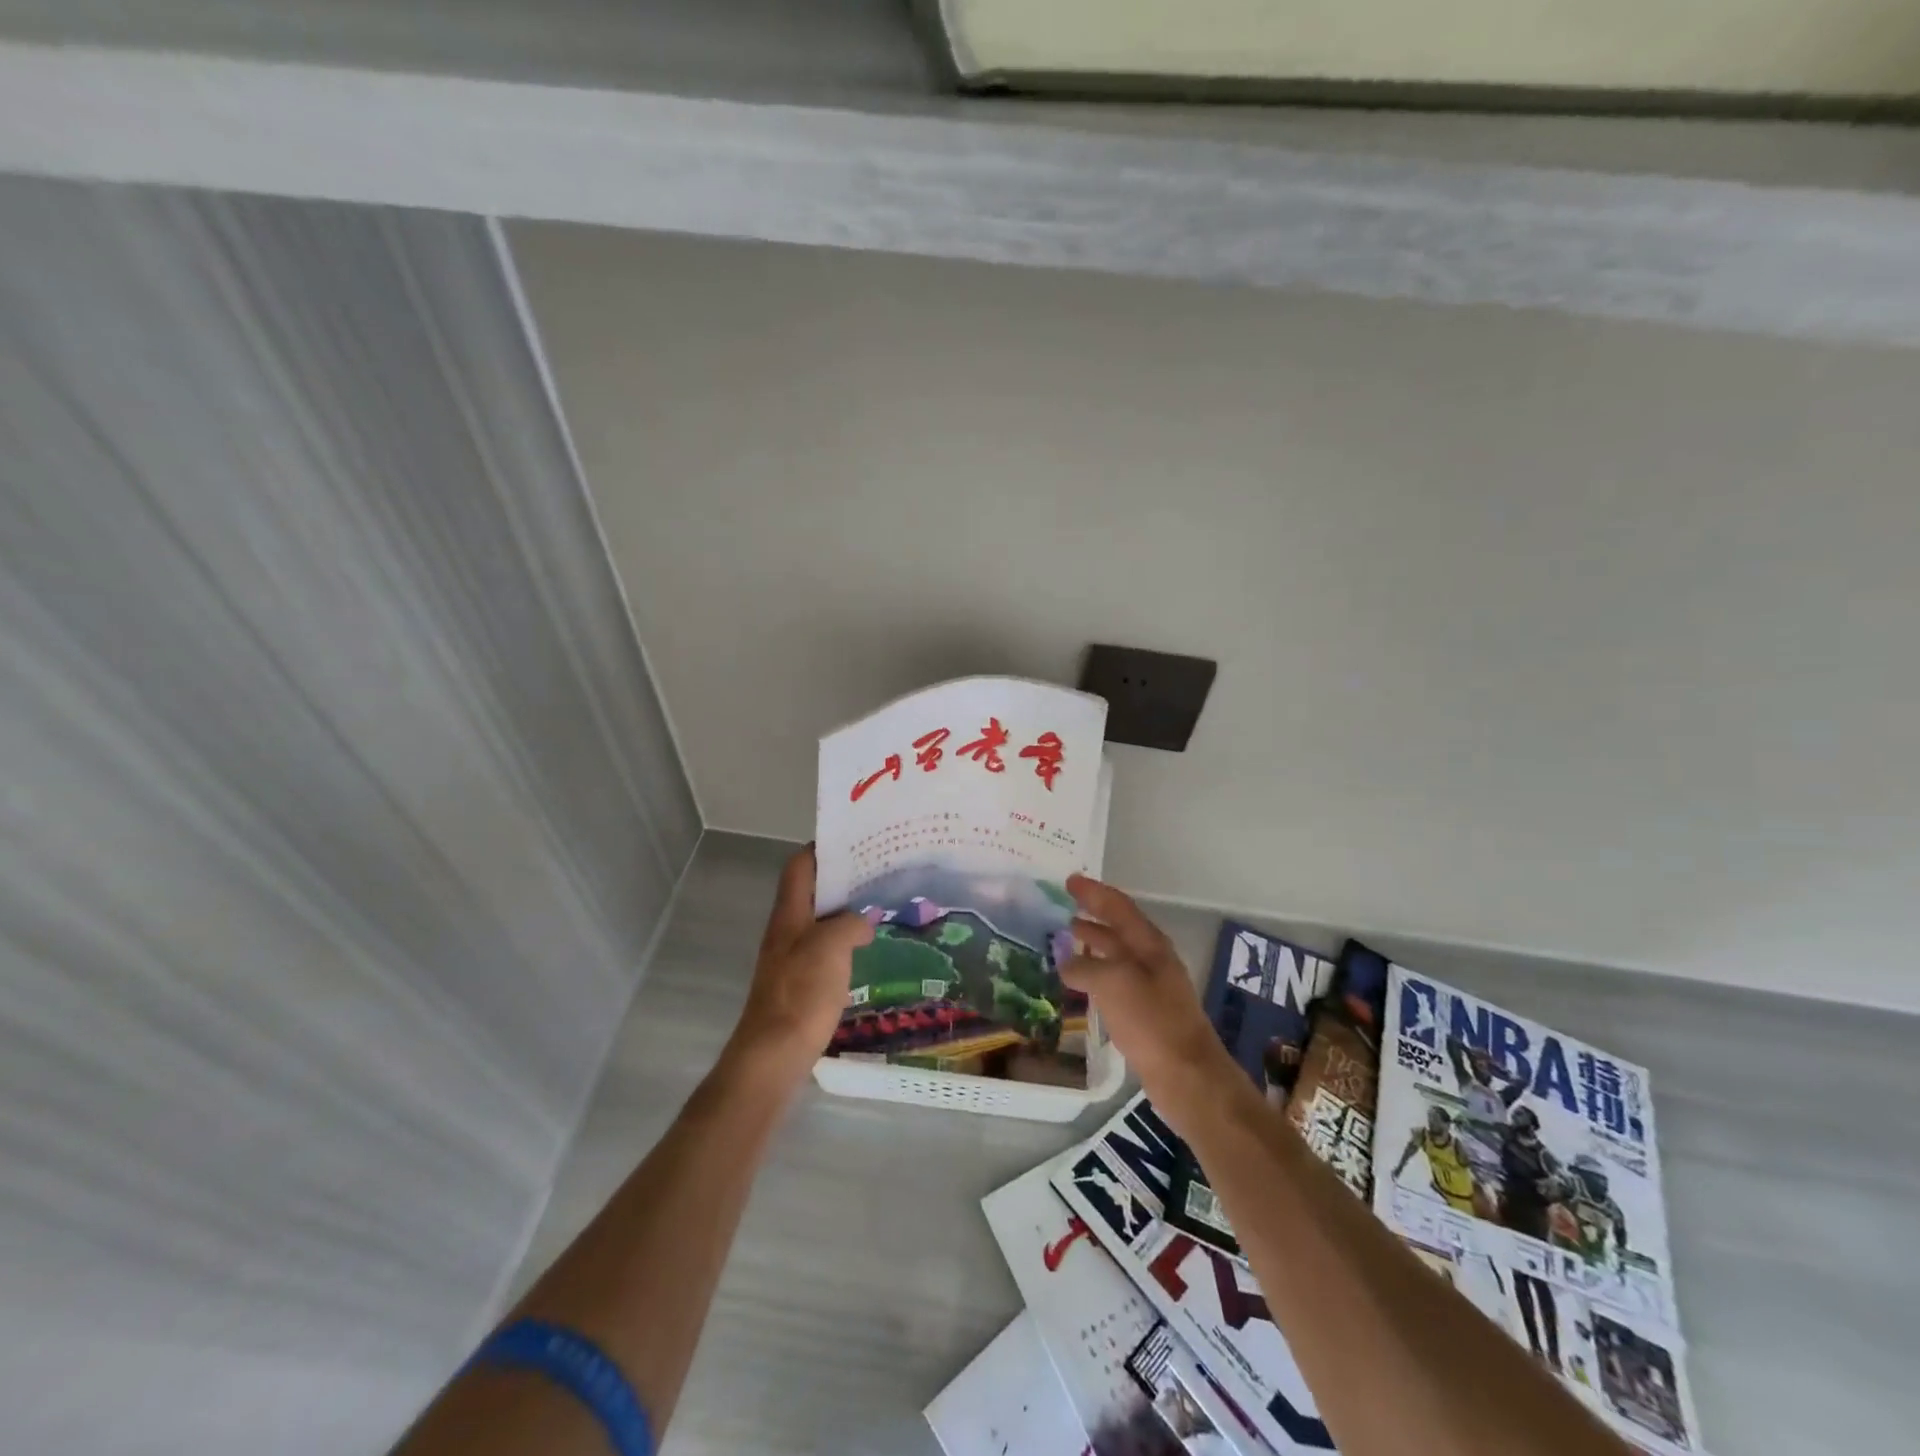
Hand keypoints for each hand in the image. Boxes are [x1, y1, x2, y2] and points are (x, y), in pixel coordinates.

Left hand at [727, 846, 873, 1087]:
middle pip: (812, 891)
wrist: (774, 1052)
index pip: (800, 866)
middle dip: (842, 879)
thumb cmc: (802, 992)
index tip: (855, 841)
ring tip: (880, 905)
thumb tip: (864, 922)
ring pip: (820, 920)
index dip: (822, 848)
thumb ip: (851, 924)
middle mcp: (787, 929)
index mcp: (790, 913)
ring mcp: (792, 956)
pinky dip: (845, 940)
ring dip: (846, 910)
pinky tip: (867, 949)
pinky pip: (825, 948)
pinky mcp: (801, 981)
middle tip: (878, 872)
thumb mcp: (833, 947)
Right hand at [1063, 874, 1226, 1098]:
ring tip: (1064, 938)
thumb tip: (1065, 962)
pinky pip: (1114, 980)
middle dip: (1092, 914)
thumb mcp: (1113, 984)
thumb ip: (1085, 967)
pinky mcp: (1145, 1012)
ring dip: (1092, 942)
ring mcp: (1150, 986)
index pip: (1118, 907)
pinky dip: (1094, 972)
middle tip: (1062, 907)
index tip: (1069, 881)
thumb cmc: (1152, 1022)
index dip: (1094, 892)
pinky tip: (1078, 981)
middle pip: (1118, 928)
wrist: (1187, 1076)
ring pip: (1116, 954)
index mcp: (1149, 944)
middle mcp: (1151, 959)